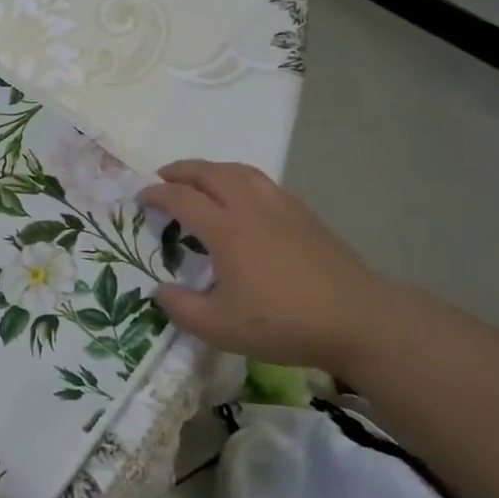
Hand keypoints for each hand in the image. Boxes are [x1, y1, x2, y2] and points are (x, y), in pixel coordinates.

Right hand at [140, 160, 389, 372]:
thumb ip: (181, 308)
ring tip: (201, 179)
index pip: (182, 198)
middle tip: (163, 176)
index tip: (140, 198)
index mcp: (226, 229)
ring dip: (213, 169)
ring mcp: (281, 207)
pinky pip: (263, 182)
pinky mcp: (305, 215)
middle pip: (211, 173)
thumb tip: (160, 291)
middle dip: (182, 170)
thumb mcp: (219, 328)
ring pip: (241, 171)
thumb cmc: (283, 323)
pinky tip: (243, 198)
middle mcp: (251, 207)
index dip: (157, 194)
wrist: (357, 319)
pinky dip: (240, 179)